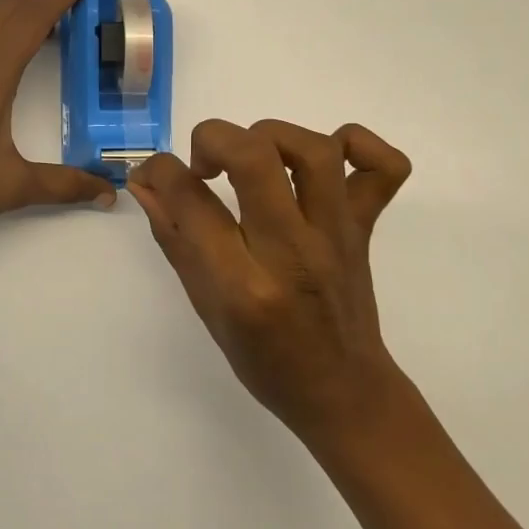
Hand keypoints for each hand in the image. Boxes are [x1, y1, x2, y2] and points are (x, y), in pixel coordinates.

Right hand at [128, 119, 412, 445]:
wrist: (343, 393)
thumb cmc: (264, 360)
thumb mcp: (204, 306)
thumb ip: (174, 237)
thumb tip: (145, 182)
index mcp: (242, 284)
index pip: (190, 198)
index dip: (158, 171)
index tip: (152, 175)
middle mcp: (291, 251)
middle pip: (254, 157)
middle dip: (213, 138)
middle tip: (204, 165)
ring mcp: (337, 236)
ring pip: (314, 150)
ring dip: (270, 136)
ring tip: (252, 158)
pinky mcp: (366, 229)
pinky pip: (384, 168)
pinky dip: (358, 144)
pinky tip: (327, 157)